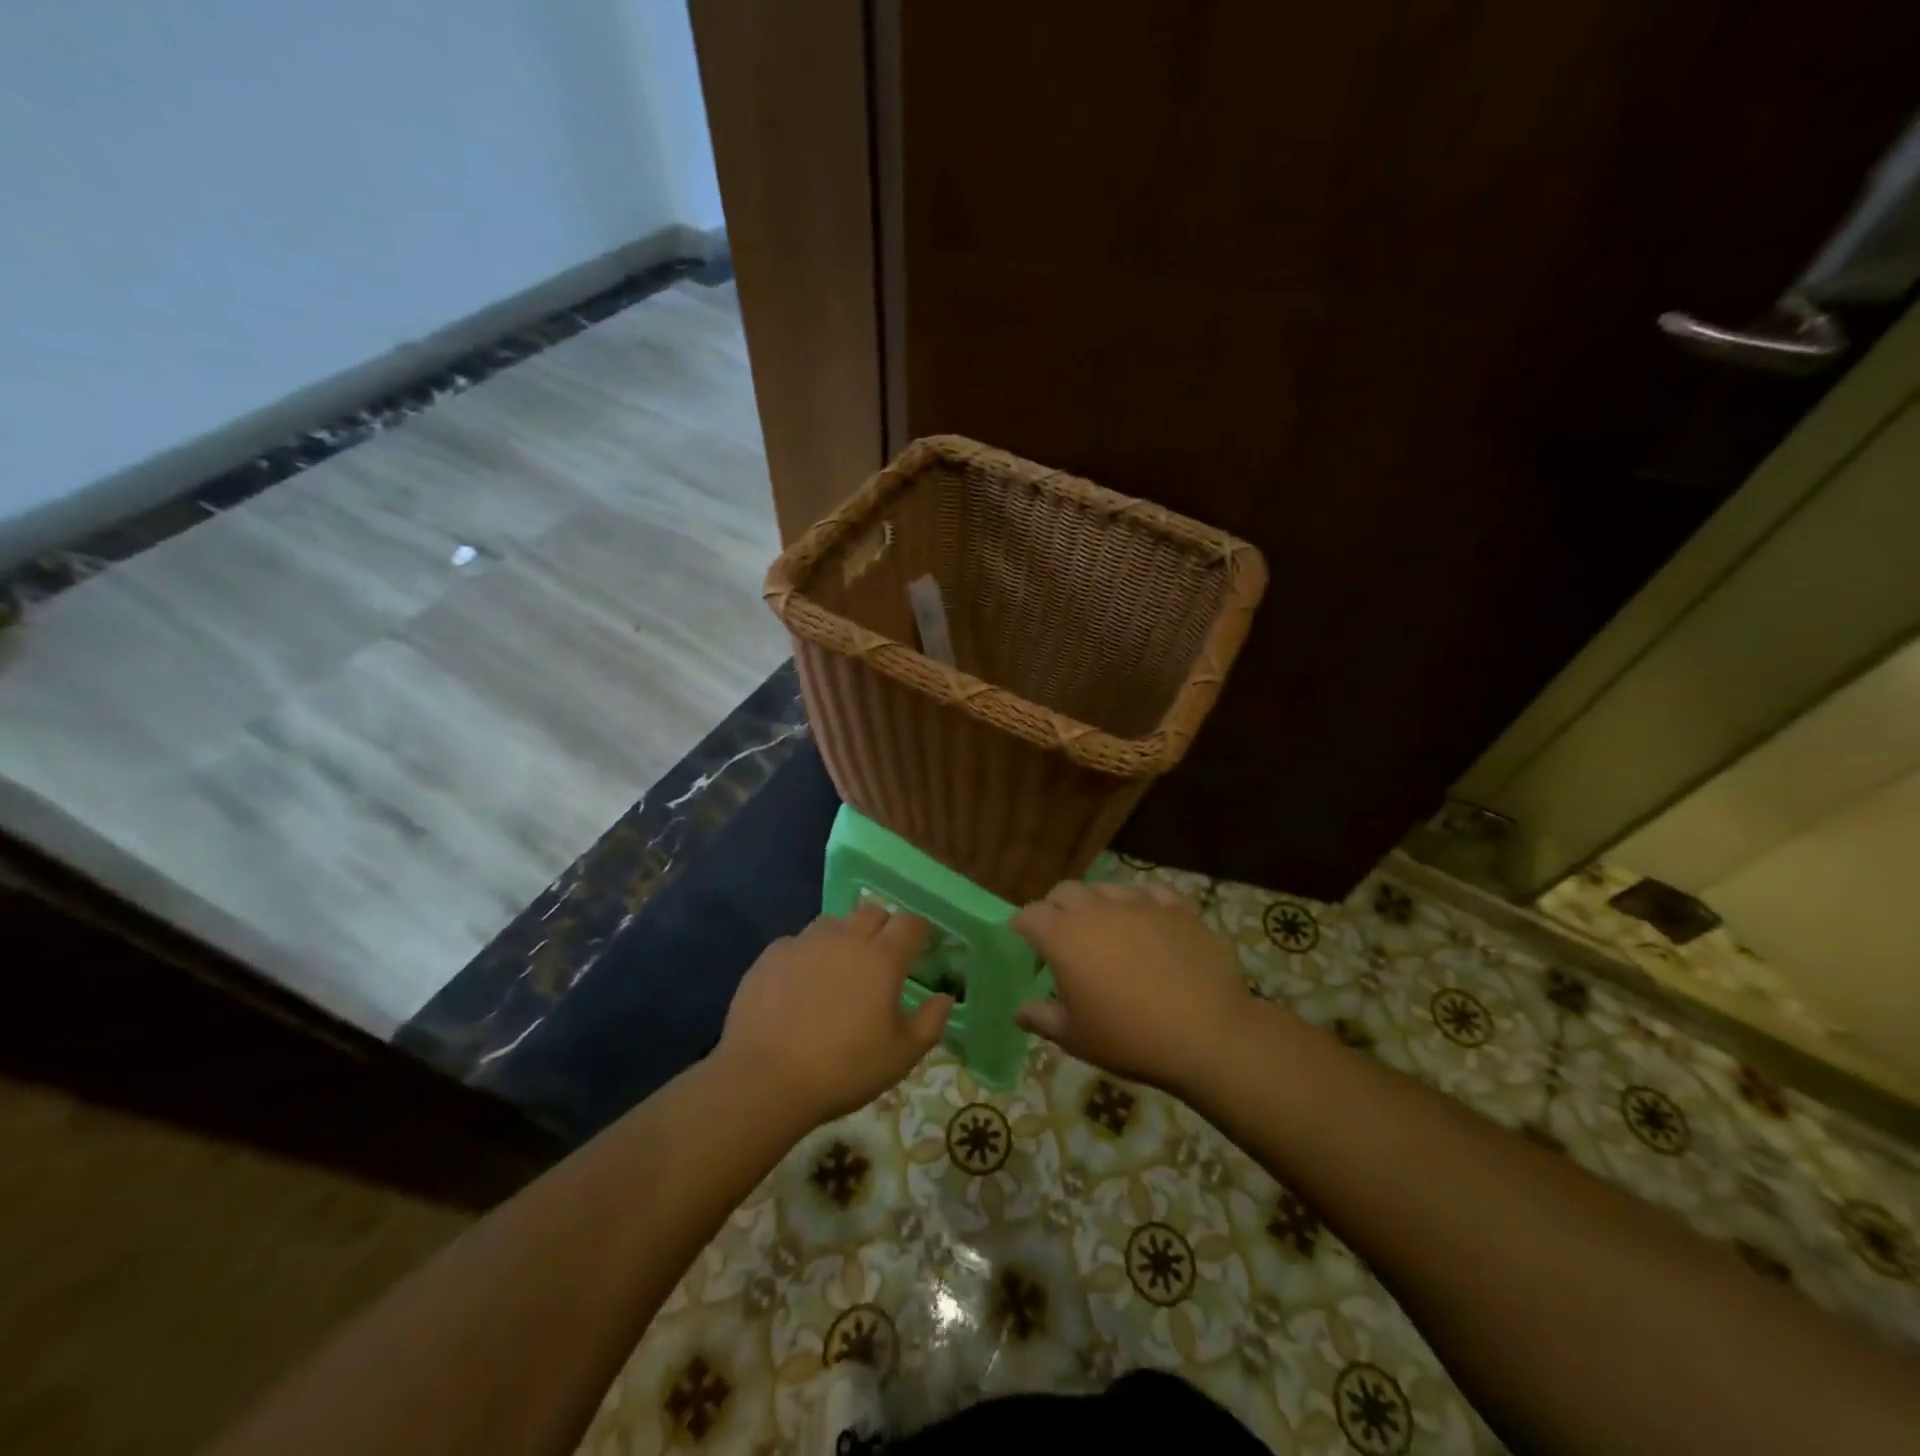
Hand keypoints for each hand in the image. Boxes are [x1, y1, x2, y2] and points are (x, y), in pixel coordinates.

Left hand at [719, 902, 952, 1126]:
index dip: (919, 931)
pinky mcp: (772, 954)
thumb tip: (945, 998)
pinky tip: (801, 984)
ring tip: (840, 969)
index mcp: (882, 958)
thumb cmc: (843, 1069)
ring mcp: (805, 942)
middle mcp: (845, 938)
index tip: (922, 946)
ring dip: (844, 937)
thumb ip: (930, 1023)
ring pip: (833, 922)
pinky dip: (808, 954)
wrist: (764, 1079)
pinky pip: (799, 942)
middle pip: (872, 912)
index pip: (910, 923)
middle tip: (882, 958)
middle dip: (883, 927)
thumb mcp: (900, 1057)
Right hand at [1012, 880, 1246, 1095]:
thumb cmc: (1130, 1039)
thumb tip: (1020, 1011)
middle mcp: (1097, 910)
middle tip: (1062, 935)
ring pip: (1106, 888)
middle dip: (1056, 907)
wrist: (1206, 1035)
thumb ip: (1042, 1018)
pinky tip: (1145, 920)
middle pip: (1065, 891)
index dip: (1022, 926)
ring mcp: (1139, 904)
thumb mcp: (1076, 1038)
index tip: (1025, 942)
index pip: (1030, 915)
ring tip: (1105, 929)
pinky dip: (1140, 901)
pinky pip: (1150, 892)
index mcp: (1065, 937)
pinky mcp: (1176, 908)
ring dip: (1097, 903)